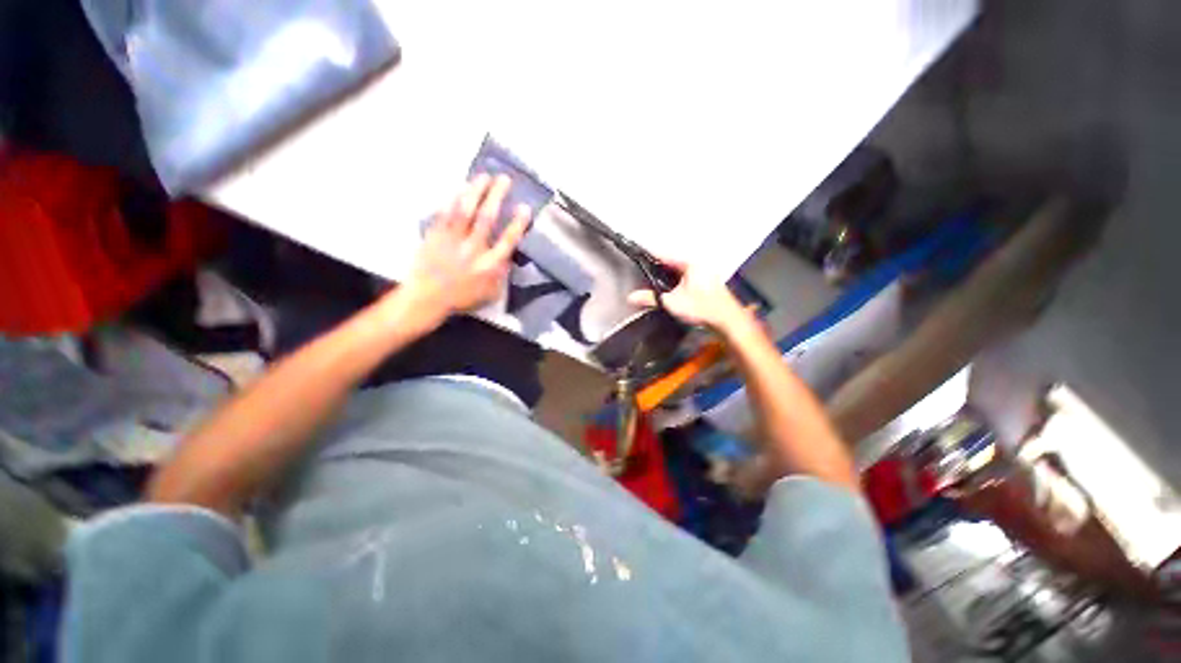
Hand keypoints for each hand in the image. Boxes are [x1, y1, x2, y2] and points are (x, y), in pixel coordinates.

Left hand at [395, 174, 529, 326]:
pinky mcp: (435, 235)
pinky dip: (454, 199)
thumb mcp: (491, 292)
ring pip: (465, 211)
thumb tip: (510, 255)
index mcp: (489, 266)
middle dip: (496, 196)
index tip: (524, 207)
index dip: (517, 223)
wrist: (427, 299)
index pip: (507, 241)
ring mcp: (452, 241)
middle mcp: (473, 250)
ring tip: (484, 176)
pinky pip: (445, 213)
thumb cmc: (462, 297)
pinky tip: (461, 188)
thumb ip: (502, 273)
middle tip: (504, 179)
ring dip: (476, 191)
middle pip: (487, 219)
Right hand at [627, 258, 750, 333]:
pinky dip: (676, 279)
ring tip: (654, 277)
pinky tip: (670, 287)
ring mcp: (704, 271)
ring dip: (667, 274)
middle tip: (644, 268)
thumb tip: (632, 297)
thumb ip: (650, 298)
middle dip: (658, 266)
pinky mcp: (707, 281)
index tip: (638, 253)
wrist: (726, 319)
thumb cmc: (702, 307)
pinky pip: (686, 275)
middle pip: (671, 261)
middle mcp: (698, 263)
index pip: (663, 255)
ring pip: (679, 269)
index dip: (649, 255)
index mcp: (689, 262)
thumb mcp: (671, 302)